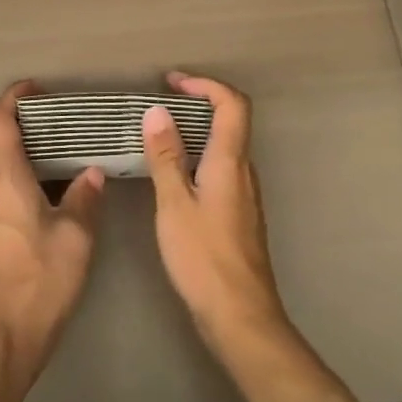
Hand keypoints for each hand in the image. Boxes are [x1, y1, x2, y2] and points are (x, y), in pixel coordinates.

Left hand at [0, 81, 104, 382]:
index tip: (36, 86)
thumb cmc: (40, 278)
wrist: (6, 334)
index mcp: (5, 178)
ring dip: (26, 142)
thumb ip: (85, 197)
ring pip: (2, 159)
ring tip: (65, 137)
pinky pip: (8, 179)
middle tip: (59, 110)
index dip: (13, 98)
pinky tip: (59, 178)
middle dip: (22, 116)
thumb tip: (93, 171)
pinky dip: (29, 165)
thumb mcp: (75, 235)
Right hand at [143, 72, 288, 359]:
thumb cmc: (204, 258)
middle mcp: (243, 172)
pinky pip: (220, 168)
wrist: (241, 318)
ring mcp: (244, 195)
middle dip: (196, 103)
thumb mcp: (174, 204)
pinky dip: (197, 156)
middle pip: (230, 121)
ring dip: (195, 131)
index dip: (205, 84)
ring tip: (159, 135)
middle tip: (159, 104)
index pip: (232, 104)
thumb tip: (157, 111)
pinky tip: (173, 174)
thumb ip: (166, 157)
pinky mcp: (238, 215)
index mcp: (230, 162)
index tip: (172, 82)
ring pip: (225, 147)